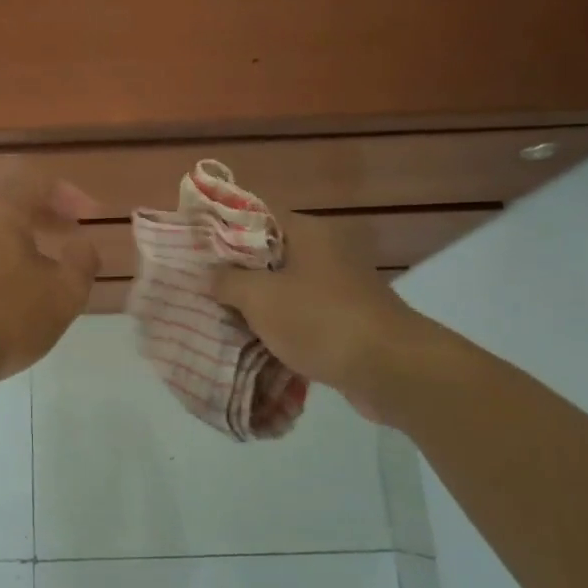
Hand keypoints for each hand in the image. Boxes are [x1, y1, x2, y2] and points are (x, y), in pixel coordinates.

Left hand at [0, 172, 101, 385]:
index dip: (70, 195)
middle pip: (13, 202)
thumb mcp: (64, 293)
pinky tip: (20, 286)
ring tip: (51, 263)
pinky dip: (6, 255)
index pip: (37, 182)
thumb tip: (83, 246)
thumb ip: (83, 261)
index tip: (91, 217)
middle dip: (49, 214)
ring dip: (27, 237)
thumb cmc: (8, 318)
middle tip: (74, 233)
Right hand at [211, 212, 457, 423]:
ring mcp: (339, 286)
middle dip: (236, 272)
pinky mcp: (346, 319)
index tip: (195, 247)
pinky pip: (302, 315)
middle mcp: (326, 251)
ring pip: (285, 287)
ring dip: (257, 304)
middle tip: (201, 285)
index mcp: (308, 232)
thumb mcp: (261, 298)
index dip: (224, 229)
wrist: (391, 370)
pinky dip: (280, 326)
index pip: (257, 216)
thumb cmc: (321, 321)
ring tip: (219, 316)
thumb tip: (209, 274)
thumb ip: (228, 282)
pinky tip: (253, 342)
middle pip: (269, 254)